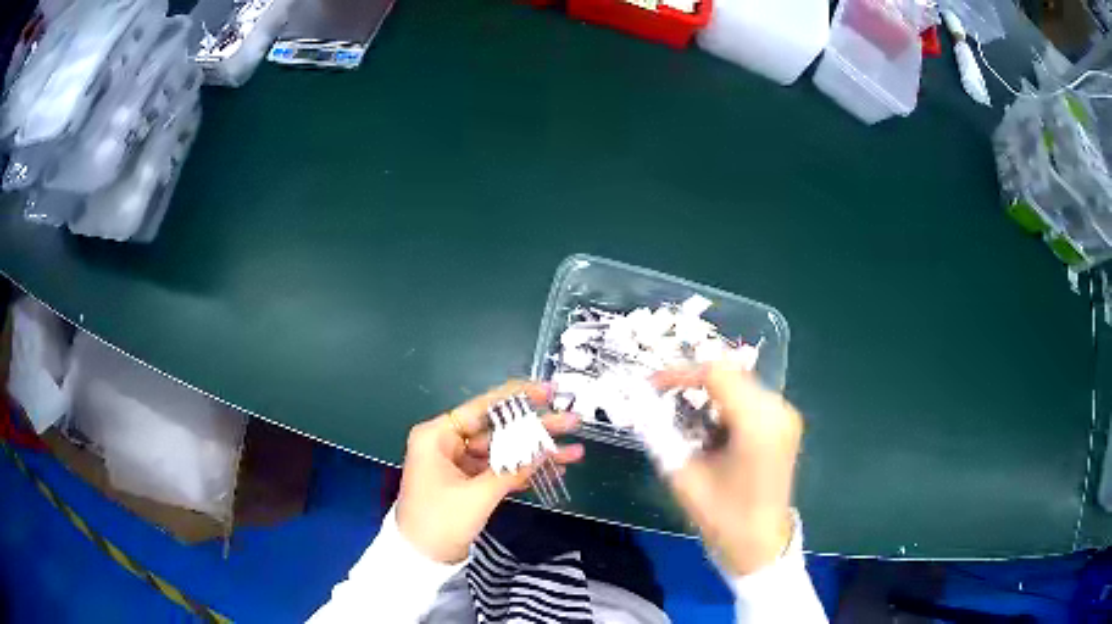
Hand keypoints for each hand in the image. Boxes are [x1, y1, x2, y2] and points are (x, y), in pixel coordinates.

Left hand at [395, 381, 584, 563]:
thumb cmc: (439, 520)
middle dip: (536, 430)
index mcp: (438, 436)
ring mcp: (459, 465)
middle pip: (498, 431)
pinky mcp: (468, 484)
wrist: (421, 558)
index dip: (517, 398)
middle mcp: (448, 444)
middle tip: (571, 421)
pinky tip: (554, 470)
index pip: (482, 408)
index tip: (548, 391)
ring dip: (536, 455)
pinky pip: (499, 471)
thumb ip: (512, 469)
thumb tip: (546, 449)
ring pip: (503, 452)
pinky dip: (523, 472)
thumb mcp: (477, 495)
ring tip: (574, 452)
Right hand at [654, 362, 802, 575]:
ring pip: (739, 383)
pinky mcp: (785, 424)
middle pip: (729, 373)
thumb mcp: (684, 477)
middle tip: (662, 400)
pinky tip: (709, 428)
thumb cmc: (723, 517)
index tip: (651, 384)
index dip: (679, 373)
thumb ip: (661, 436)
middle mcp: (777, 410)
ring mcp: (785, 415)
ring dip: (708, 394)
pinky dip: (724, 404)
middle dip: (692, 383)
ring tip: (683, 418)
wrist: (761, 545)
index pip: (716, 374)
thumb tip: (638, 405)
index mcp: (757, 423)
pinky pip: (749, 398)